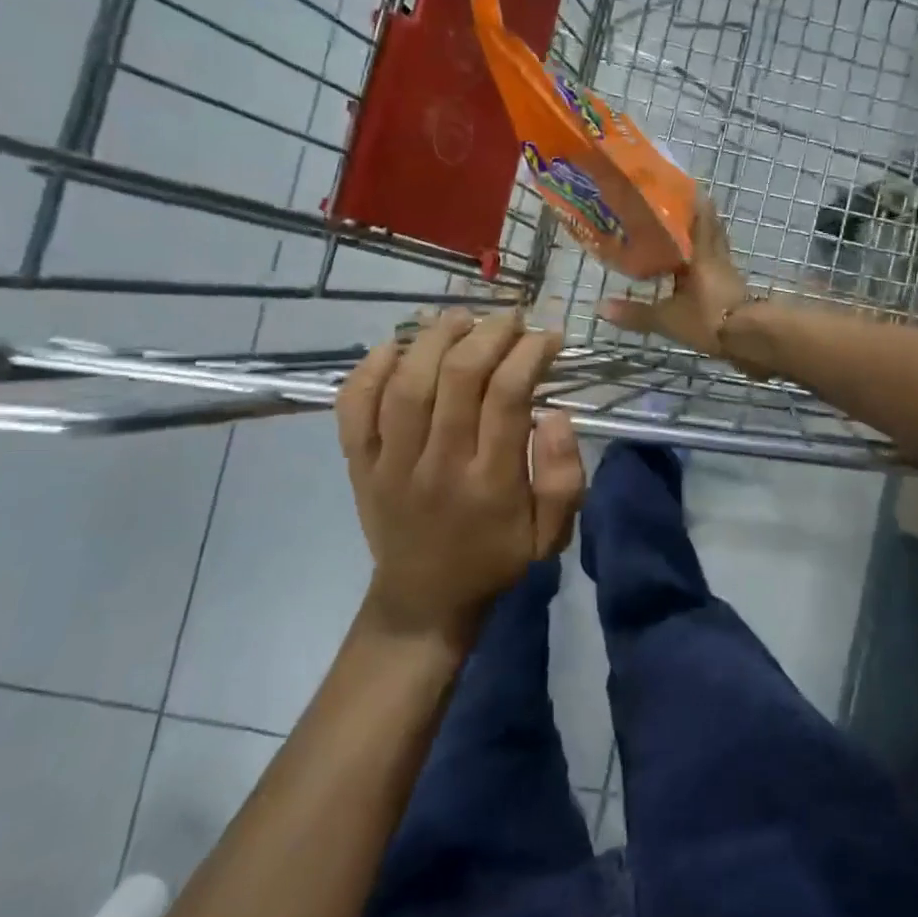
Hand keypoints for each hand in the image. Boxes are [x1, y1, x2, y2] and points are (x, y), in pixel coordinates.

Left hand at [337, 308, 584, 644]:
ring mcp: (390, 463)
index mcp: (489, 484)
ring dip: (434, 337)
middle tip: (511, 317)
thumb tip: (554, 413)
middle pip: (457, 377)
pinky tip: (398, 346)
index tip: (547, 337)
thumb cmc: (494, 558)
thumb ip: (564, 476)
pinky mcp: (358, 463)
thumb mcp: (550, 534)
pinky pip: (354, 405)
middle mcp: (437, 466)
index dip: (529, 353)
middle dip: (489, 333)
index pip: (507, 397)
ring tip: (462, 316)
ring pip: (406, 383)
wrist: (423, 600)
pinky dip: (370, 367)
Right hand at [597, 194, 747, 354]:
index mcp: (703, 255)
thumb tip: (600, 307)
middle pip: (712, 234)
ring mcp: (729, 279)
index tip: (688, 188)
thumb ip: (637, 313)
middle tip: (681, 213)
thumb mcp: (669, 318)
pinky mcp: (735, 297)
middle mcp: (719, 261)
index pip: (702, 220)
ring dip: (702, 247)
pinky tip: (693, 279)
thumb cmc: (710, 318)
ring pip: (715, 254)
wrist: (751, 341)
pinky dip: (705, 272)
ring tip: (682, 245)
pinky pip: (717, 276)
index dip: (696, 203)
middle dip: (699, 222)